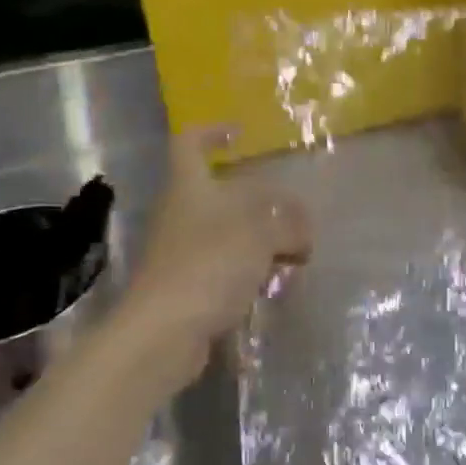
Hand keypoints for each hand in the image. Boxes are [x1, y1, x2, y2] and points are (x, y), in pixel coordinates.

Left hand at [128, 126, 310, 362]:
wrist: (163, 332)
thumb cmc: (209, 266)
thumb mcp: (260, 236)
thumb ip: (287, 227)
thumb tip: (302, 234)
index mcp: (191, 187)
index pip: (190, 144)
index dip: (212, 132)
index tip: (240, 134)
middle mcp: (182, 214)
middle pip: (223, 195)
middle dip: (262, 204)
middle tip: (296, 218)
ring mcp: (183, 252)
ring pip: (229, 234)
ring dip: (262, 242)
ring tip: (296, 258)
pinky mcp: (188, 286)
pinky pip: (226, 269)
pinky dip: (251, 273)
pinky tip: (275, 287)